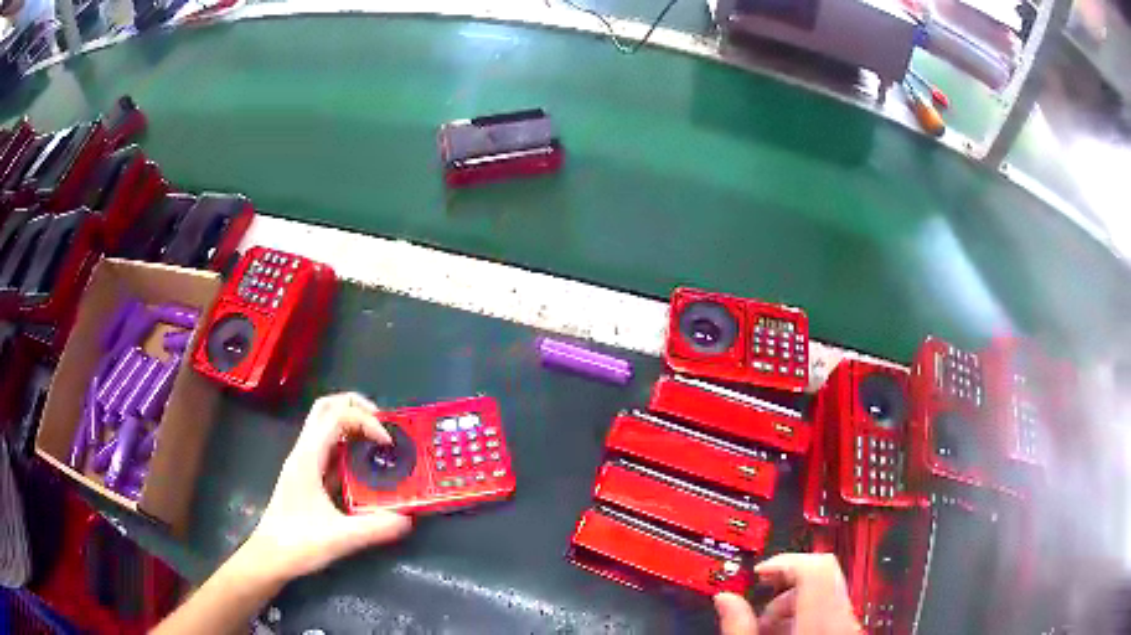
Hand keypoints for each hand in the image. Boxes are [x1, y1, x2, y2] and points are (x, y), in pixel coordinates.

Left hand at [239, 392, 412, 583]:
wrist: (269, 557)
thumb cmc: (298, 543)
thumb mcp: (340, 538)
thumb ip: (375, 528)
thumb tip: (408, 519)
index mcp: (308, 458)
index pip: (337, 415)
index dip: (366, 421)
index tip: (387, 444)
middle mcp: (304, 452)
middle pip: (326, 407)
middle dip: (357, 407)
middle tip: (384, 425)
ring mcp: (303, 463)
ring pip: (325, 425)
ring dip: (352, 424)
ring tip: (379, 443)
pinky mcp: (306, 476)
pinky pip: (328, 447)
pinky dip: (348, 445)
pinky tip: (365, 468)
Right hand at [715, 554, 860, 634]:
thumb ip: (737, 626)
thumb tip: (725, 599)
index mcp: (820, 622)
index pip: (815, 566)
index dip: (785, 561)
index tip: (759, 573)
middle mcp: (843, 622)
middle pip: (820, 579)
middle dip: (783, 592)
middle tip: (757, 616)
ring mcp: (850, 631)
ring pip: (826, 598)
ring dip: (792, 609)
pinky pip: (831, 617)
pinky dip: (806, 622)